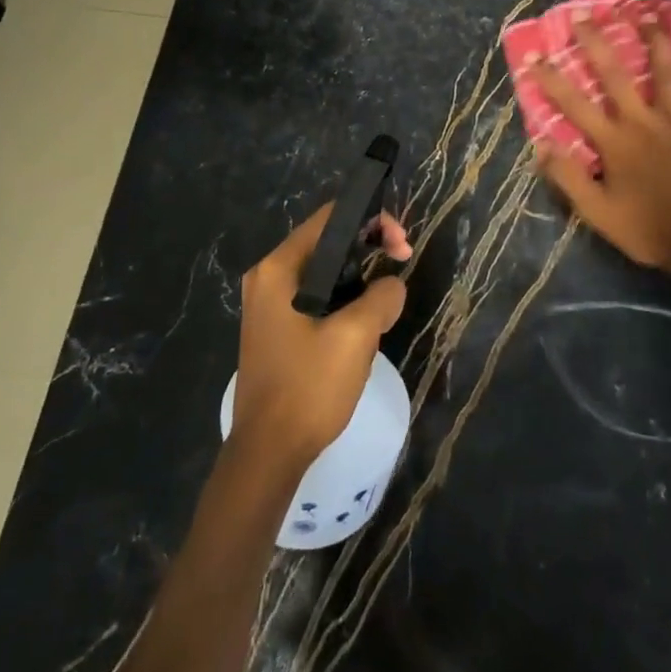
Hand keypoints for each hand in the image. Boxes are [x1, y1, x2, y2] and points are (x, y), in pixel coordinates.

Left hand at [232, 204, 411, 471]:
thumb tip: (391, 286)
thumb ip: (381, 296)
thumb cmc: (308, 387)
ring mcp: (269, 305)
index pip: (329, 219)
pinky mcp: (277, 328)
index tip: (402, 246)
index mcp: (278, 269)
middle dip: (369, 246)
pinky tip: (365, 318)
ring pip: (324, 271)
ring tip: (387, 294)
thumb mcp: (356, 336)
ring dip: (359, 275)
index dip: (371, 220)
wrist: (268, 452)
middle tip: (402, 262)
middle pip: (326, 242)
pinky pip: (316, 296)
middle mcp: (268, 278)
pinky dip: (344, 297)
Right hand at [529, 18, 670, 279]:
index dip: (552, 80)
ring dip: (658, 44)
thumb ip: (568, 177)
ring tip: (650, 16)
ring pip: (669, 76)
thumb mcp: (596, 212)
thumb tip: (542, 146)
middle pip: (618, 76)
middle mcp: (645, 123)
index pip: (575, 104)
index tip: (535, 56)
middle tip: (585, 16)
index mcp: (615, 142)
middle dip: (598, 43)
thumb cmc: (644, 228)